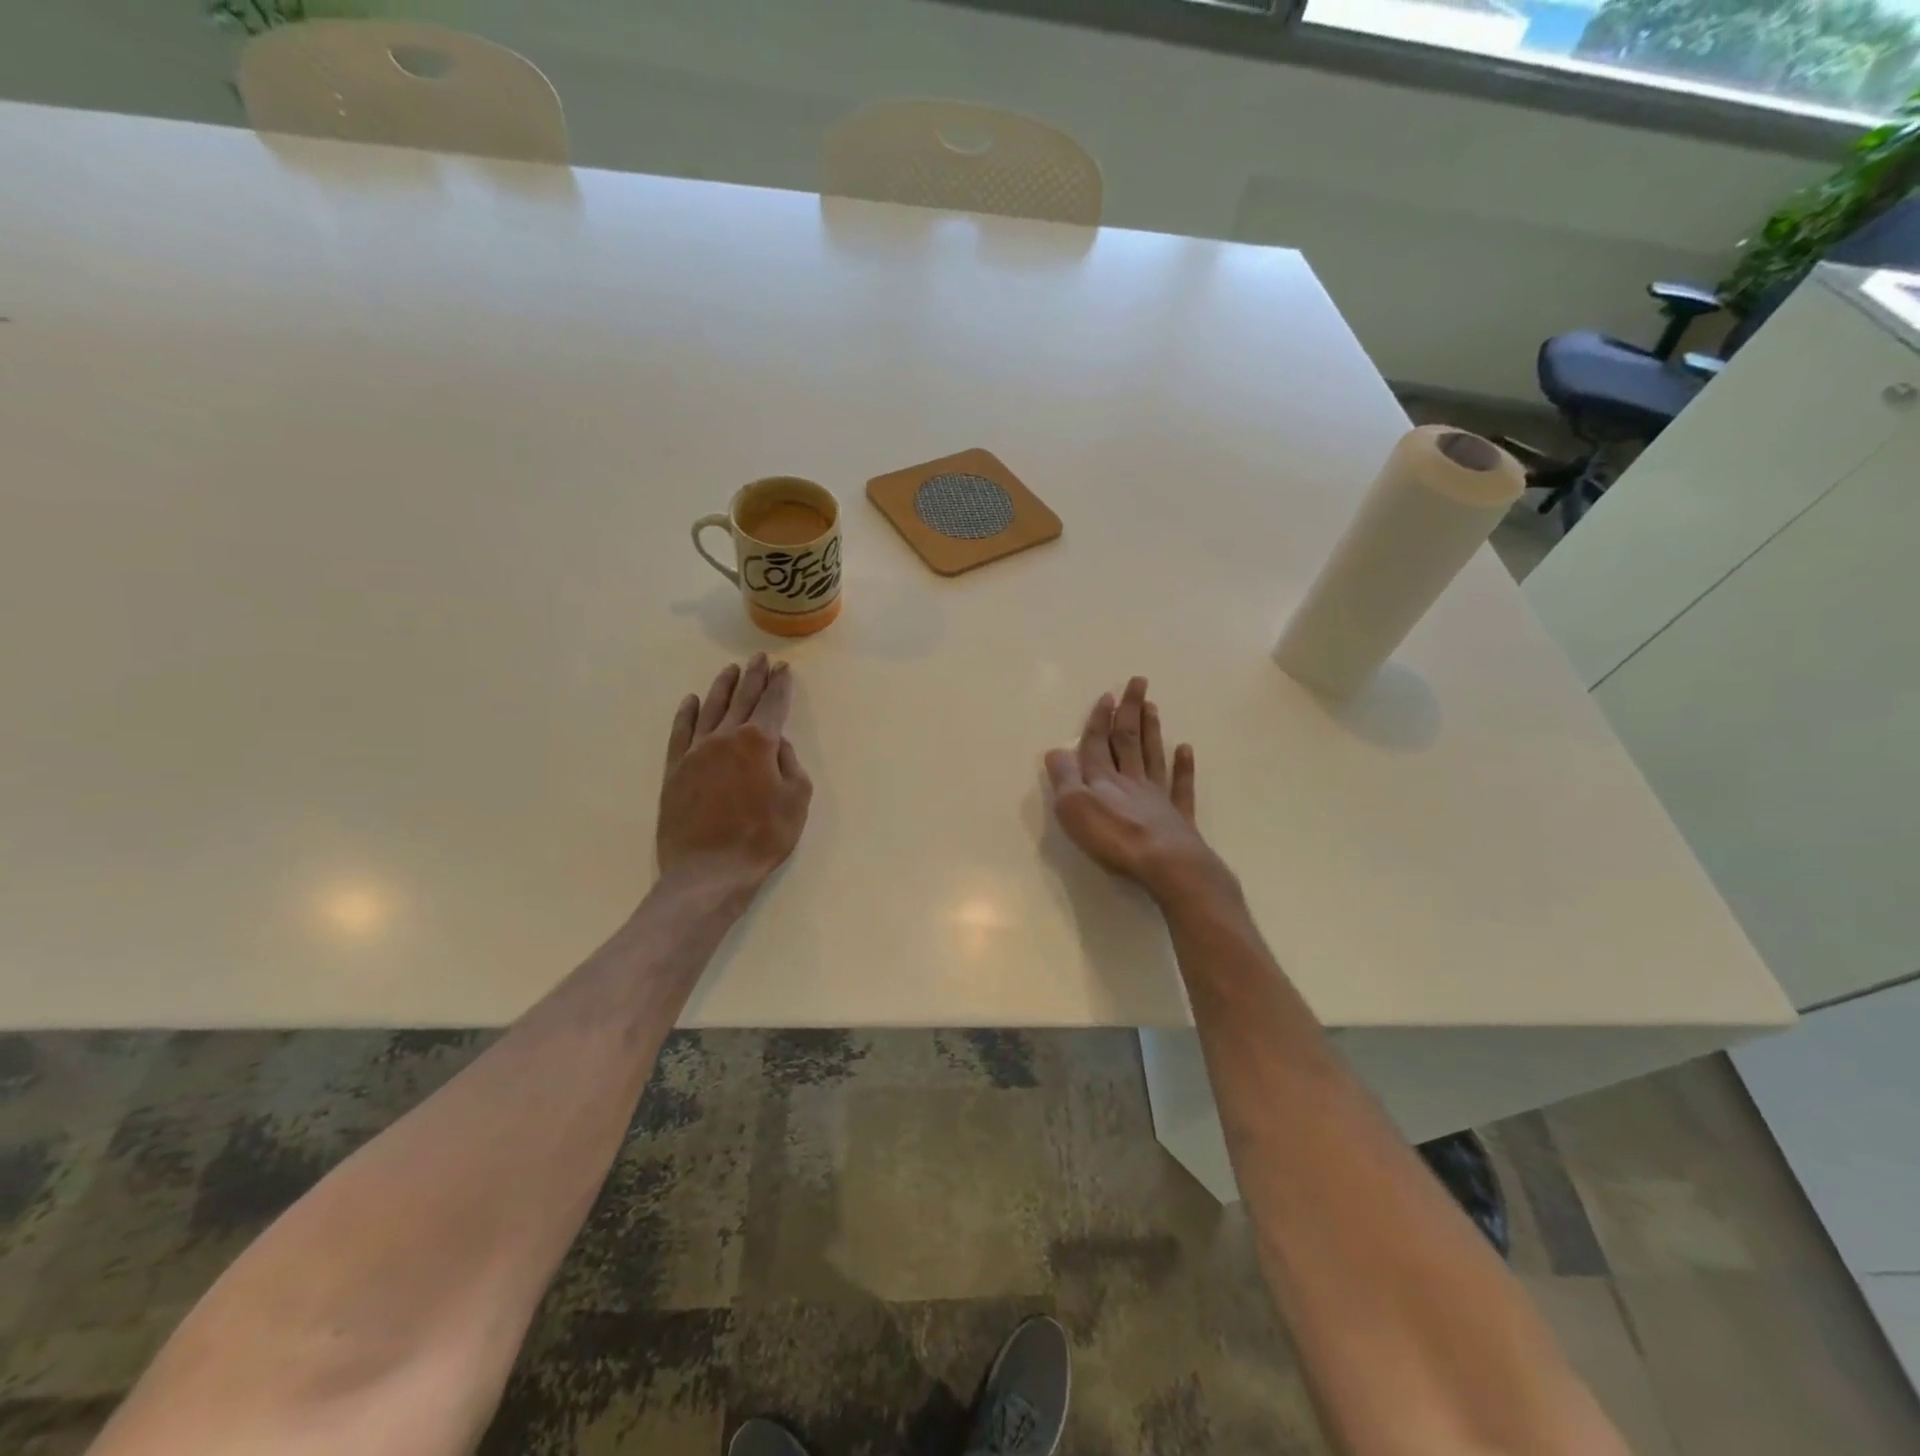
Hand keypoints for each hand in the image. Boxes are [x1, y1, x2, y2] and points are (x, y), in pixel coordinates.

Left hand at [657, 653, 811, 905]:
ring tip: (731, 669)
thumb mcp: (796, 801)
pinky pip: (680, 732)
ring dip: (723, 687)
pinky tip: (691, 701)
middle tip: (760, 658)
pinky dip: (686, 713)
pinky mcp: (674, 770)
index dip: (780, 685)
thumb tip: (777, 744)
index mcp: (758, 743)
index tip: (784, 669)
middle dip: (754, 677)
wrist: (708, 872)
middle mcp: (725, 738)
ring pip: (710, 708)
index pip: (773, 705)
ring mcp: (695, 752)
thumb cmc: (762, 838)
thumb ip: (790, 765)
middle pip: (742, 699)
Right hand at [1045, 677, 1232, 905]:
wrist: (1165, 864)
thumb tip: (1056, 750)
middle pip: (1128, 740)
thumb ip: (1064, 777)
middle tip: (1138, 683)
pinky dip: (1184, 767)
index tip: (1107, 695)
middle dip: (1130, 711)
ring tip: (1153, 707)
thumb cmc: (1113, 837)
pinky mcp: (1178, 817)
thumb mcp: (1074, 807)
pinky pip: (1181, 787)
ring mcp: (1157, 797)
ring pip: (1152, 756)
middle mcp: (1131, 781)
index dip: (1100, 720)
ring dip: (1151, 731)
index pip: (1098, 743)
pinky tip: (1185, 750)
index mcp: (1103, 779)